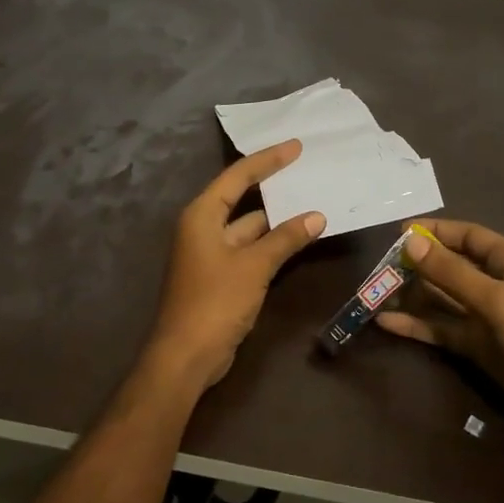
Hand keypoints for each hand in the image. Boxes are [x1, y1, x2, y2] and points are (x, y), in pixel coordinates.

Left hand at [143, 140, 325, 391]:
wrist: (186, 356)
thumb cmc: (215, 302)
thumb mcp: (254, 266)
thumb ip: (285, 239)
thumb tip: (317, 216)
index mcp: (202, 215)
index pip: (238, 176)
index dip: (267, 160)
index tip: (296, 146)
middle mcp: (203, 228)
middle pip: (241, 197)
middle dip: (272, 185)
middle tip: (305, 168)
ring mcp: (211, 253)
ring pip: (248, 226)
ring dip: (276, 218)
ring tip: (311, 200)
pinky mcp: (220, 276)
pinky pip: (249, 248)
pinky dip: (272, 242)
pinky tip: (297, 238)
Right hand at [376, 219, 503, 428]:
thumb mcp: (497, 300)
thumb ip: (452, 272)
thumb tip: (410, 241)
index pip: (467, 235)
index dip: (435, 232)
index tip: (397, 233)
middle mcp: (496, 284)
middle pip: (450, 267)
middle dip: (417, 266)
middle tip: (378, 270)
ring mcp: (487, 318)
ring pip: (443, 300)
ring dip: (412, 297)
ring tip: (374, 295)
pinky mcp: (480, 348)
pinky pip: (444, 330)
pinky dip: (418, 326)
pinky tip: (386, 324)